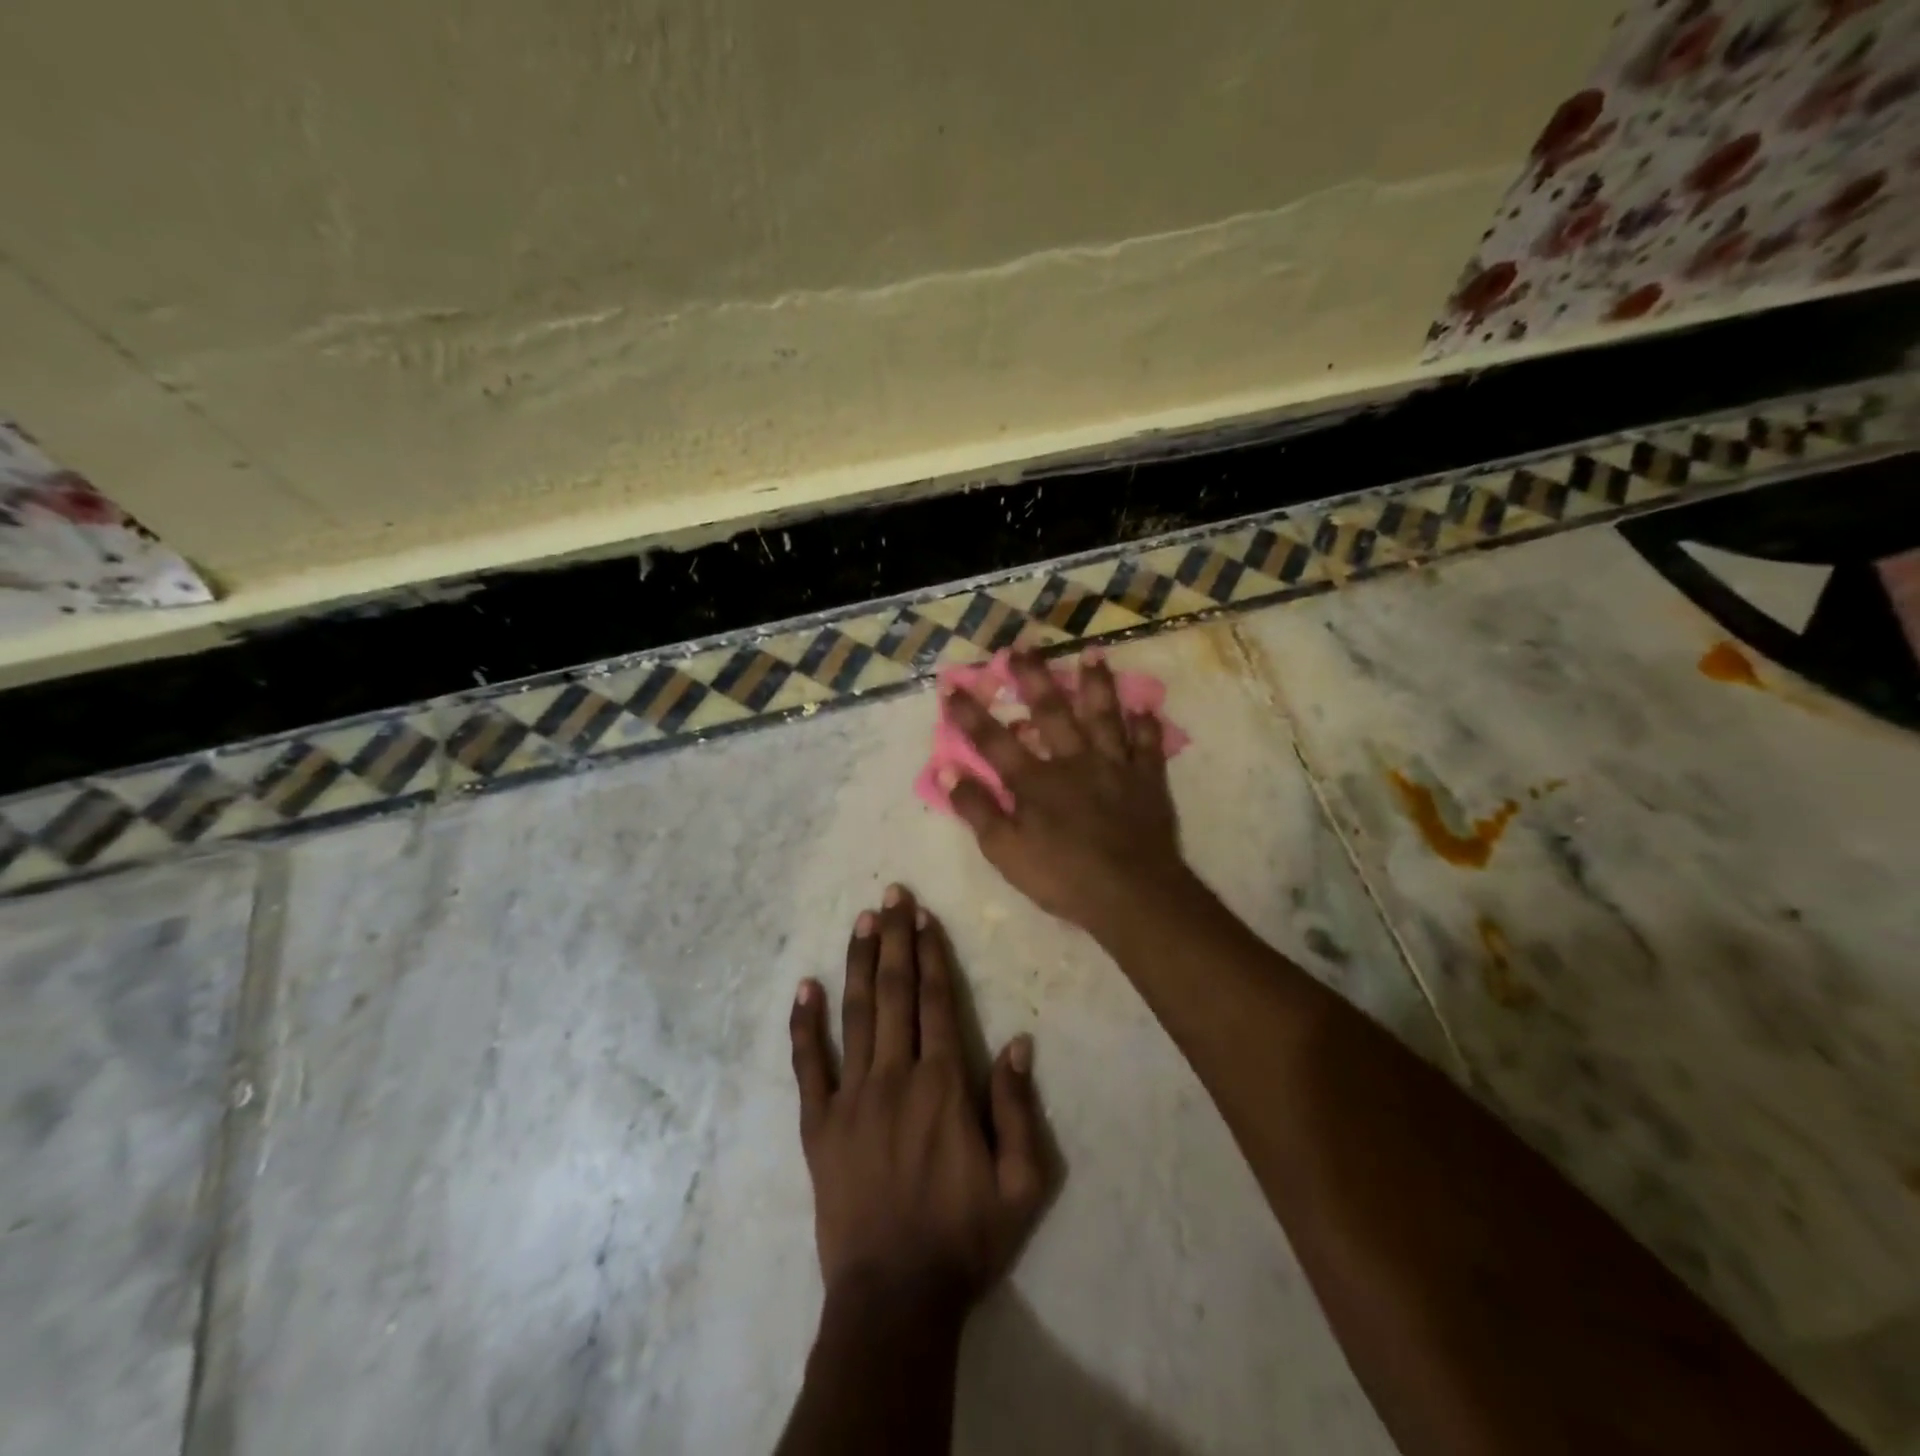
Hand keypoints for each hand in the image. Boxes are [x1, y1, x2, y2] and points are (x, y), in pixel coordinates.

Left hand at [789, 885, 1048, 1320]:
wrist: (895, 1299)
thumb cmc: (964, 1238)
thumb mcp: (1021, 1184)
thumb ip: (1019, 1108)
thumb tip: (1018, 1042)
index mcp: (943, 1085)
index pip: (936, 1001)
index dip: (930, 953)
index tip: (923, 915)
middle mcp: (894, 1076)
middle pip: (895, 993)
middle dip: (894, 939)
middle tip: (891, 894)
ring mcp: (850, 1098)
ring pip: (855, 1015)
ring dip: (859, 964)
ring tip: (860, 921)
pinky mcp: (818, 1125)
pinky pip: (808, 1066)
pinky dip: (805, 1025)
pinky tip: (805, 988)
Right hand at [940, 649, 1188, 939]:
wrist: (1132, 894)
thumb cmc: (1063, 876)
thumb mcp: (1006, 851)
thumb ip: (977, 809)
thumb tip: (947, 770)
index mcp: (1035, 781)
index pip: (993, 740)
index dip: (969, 713)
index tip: (951, 683)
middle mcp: (1073, 761)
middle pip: (1050, 712)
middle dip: (1033, 678)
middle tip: (1023, 646)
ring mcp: (1114, 766)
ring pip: (1103, 716)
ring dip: (1096, 684)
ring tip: (1092, 652)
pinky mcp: (1147, 780)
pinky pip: (1147, 745)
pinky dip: (1146, 725)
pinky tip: (1145, 705)